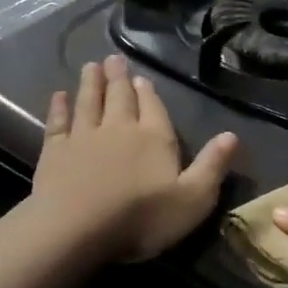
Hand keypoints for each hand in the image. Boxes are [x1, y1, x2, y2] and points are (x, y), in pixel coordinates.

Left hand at [31, 54, 236, 262]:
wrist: (76, 229)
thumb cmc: (141, 218)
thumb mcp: (193, 199)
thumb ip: (212, 166)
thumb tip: (232, 135)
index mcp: (154, 137)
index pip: (153, 108)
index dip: (148, 93)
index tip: (141, 78)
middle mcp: (119, 128)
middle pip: (119, 97)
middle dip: (119, 77)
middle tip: (113, 58)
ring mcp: (84, 137)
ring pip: (89, 102)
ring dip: (91, 83)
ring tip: (91, 66)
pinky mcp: (55, 151)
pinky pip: (58, 123)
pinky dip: (58, 108)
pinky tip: (58, 96)